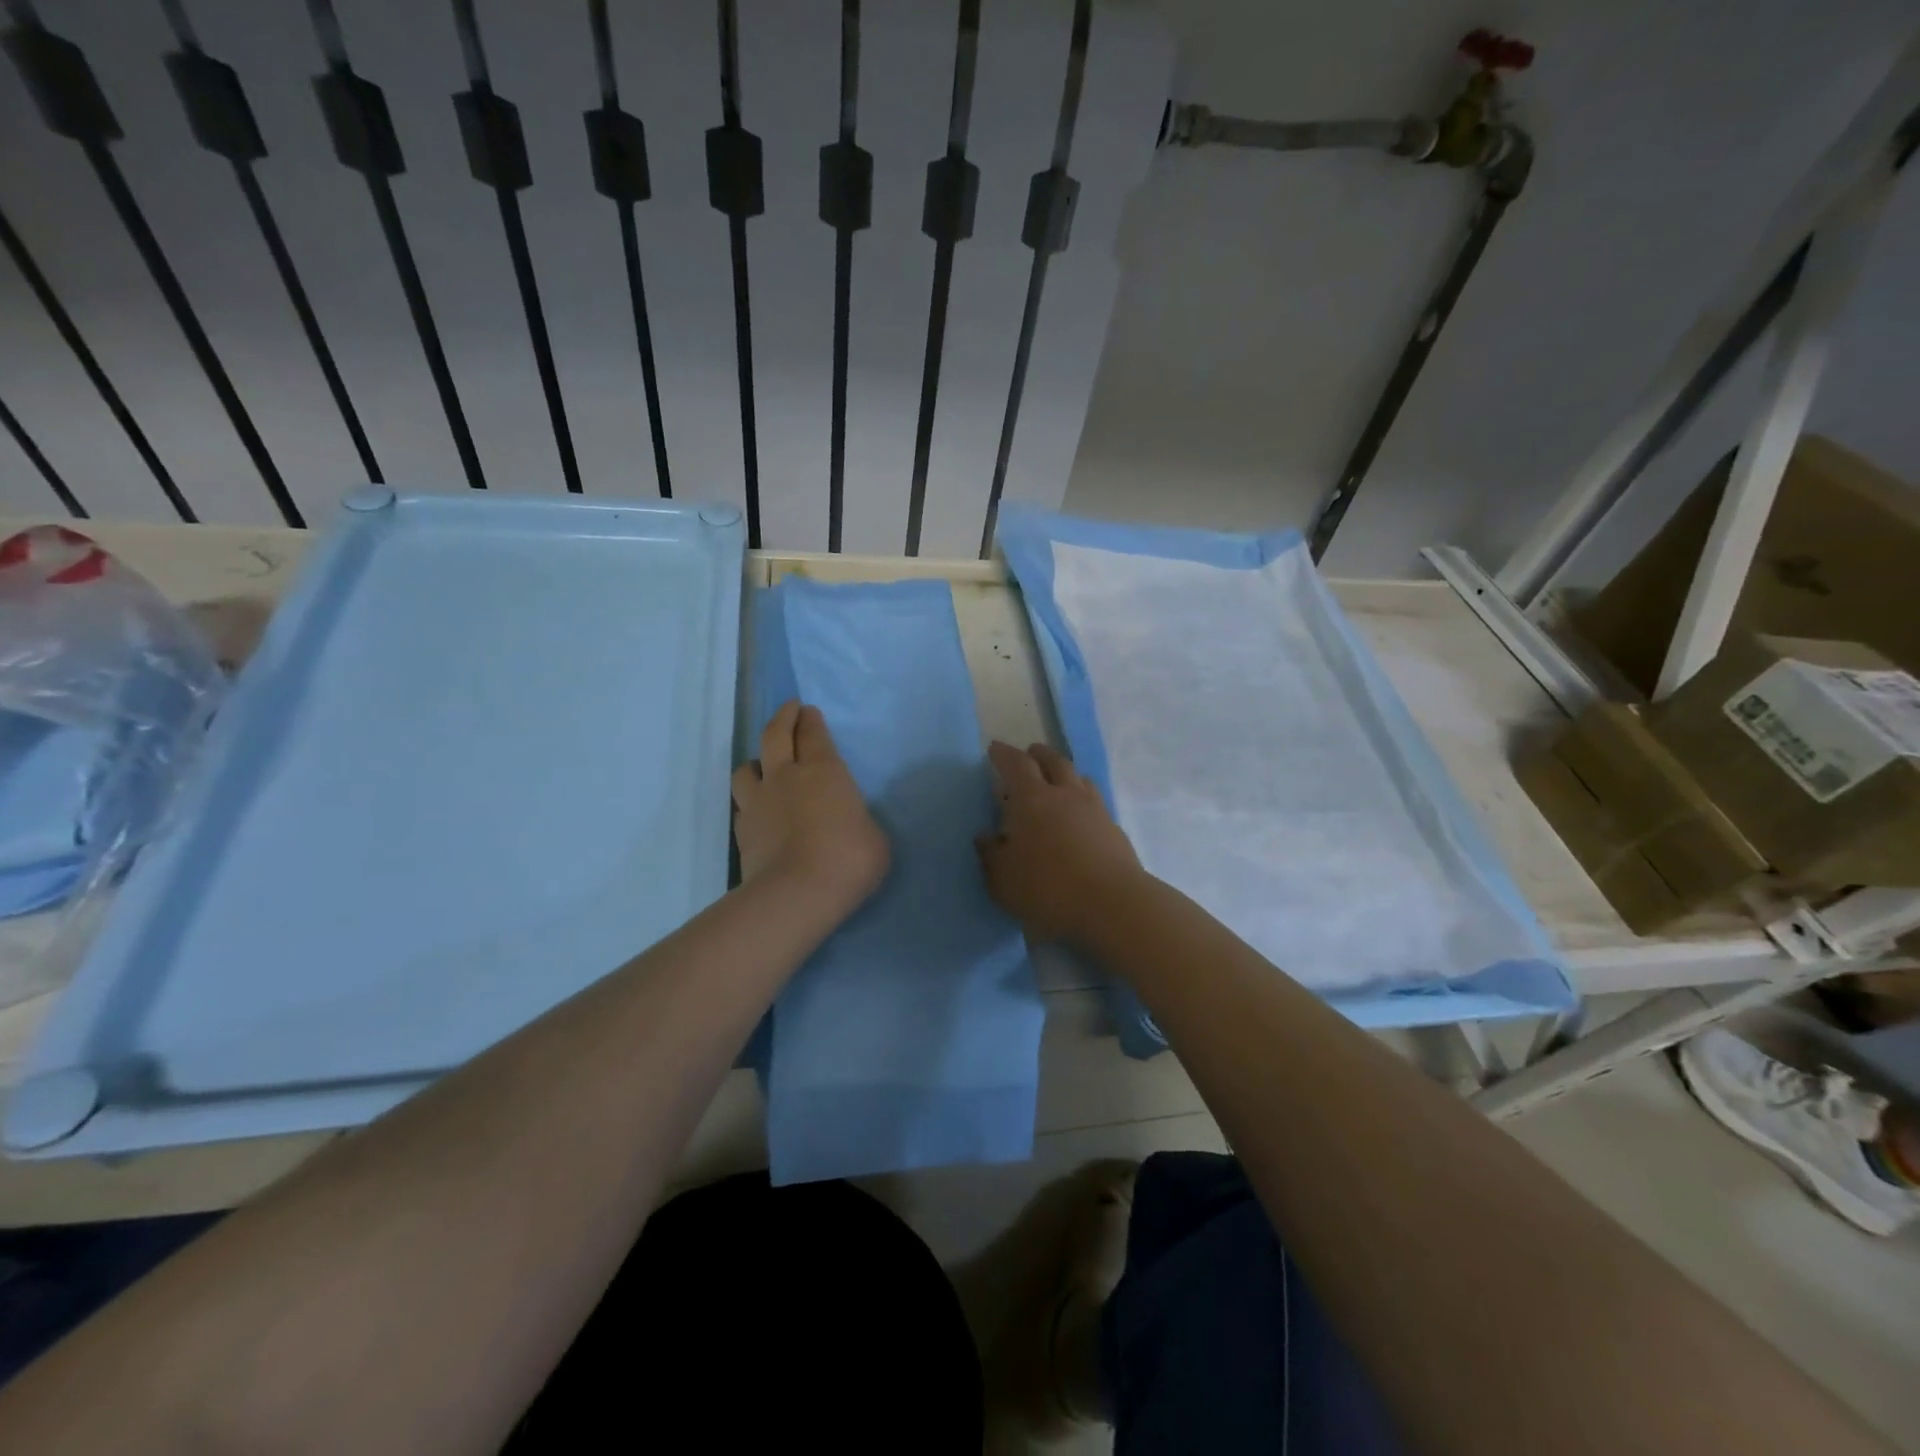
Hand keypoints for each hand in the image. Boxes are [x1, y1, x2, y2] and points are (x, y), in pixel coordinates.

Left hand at [732, 701, 890, 915]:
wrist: (797, 894)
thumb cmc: (848, 859)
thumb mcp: (874, 837)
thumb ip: (858, 820)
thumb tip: (850, 823)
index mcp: (823, 771)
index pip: (814, 734)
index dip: (811, 720)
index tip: (808, 710)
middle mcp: (785, 777)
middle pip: (775, 736)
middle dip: (783, 718)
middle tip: (789, 710)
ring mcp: (758, 803)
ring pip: (746, 768)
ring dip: (756, 761)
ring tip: (762, 766)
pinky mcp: (742, 831)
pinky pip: (742, 806)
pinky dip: (749, 802)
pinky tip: (757, 810)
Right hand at [978, 741, 1143, 944]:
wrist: (1112, 904)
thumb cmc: (1047, 888)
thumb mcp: (1003, 879)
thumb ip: (991, 855)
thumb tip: (986, 837)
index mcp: (1032, 799)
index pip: (1016, 764)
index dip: (1004, 754)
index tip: (995, 749)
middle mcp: (1065, 795)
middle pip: (1054, 761)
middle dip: (1039, 754)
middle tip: (1030, 753)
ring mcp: (1095, 810)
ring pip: (1080, 778)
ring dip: (1065, 773)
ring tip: (1058, 781)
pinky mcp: (1115, 830)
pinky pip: (1095, 803)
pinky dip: (1083, 800)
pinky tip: (1079, 817)